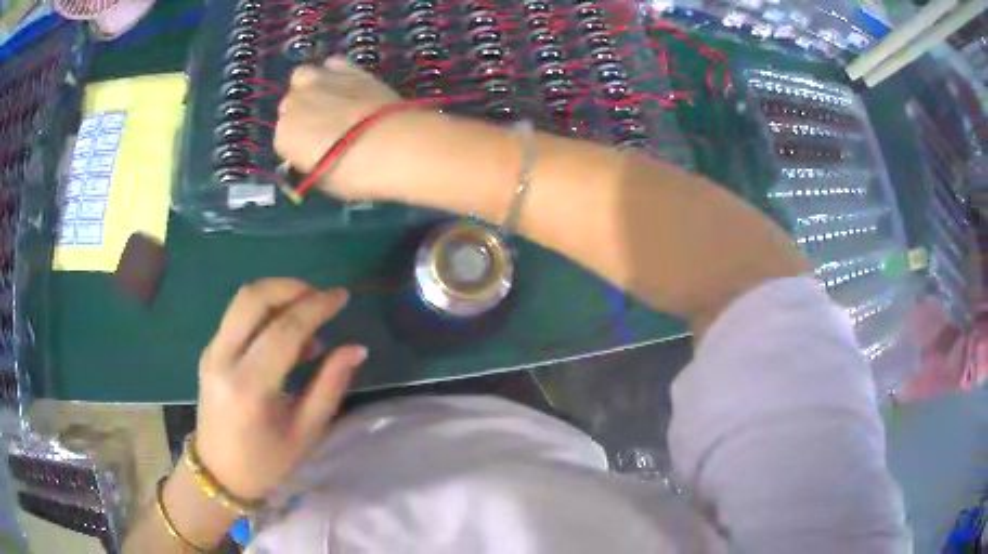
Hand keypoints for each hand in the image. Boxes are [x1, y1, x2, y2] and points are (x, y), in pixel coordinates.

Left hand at [194, 278, 366, 500]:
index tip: (342, 296)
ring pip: (242, 301)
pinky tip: (287, 335)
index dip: (316, 307)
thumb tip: (356, 348)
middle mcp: (223, 359)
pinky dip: (265, 312)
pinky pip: (237, 317)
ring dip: (277, 295)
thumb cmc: (266, 462)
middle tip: (321, 298)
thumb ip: (330, 386)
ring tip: (308, 315)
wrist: (219, 473)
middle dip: (291, 287)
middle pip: (253, 298)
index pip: (284, 330)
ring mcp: (211, 352)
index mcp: (249, 387)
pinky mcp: (209, 351)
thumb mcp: (306, 432)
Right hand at [274, 56, 400, 197]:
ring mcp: (318, 82)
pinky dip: (335, 71)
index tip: (316, 151)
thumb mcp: (323, 180)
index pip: (284, 140)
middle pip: (290, 106)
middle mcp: (293, 105)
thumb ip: (310, 162)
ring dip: (311, 87)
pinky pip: (332, 64)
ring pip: (303, 77)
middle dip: (303, 115)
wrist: (395, 144)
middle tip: (326, 126)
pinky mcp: (346, 67)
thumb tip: (313, 152)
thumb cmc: (356, 173)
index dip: (300, 145)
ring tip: (331, 100)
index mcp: (283, 138)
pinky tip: (348, 84)